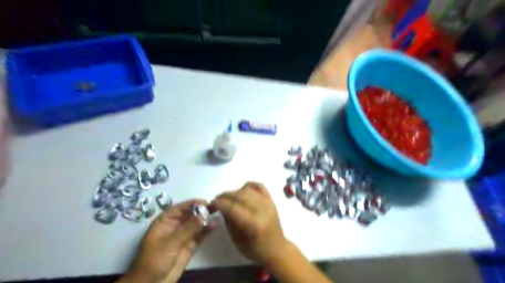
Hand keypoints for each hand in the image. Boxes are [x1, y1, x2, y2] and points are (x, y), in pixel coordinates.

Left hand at [123, 199, 218, 282]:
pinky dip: (206, 231)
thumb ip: (188, 228)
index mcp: (165, 221)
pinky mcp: (189, 246)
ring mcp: (183, 236)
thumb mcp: (170, 242)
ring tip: (216, 214)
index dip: (192, 203)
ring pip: (196, 224)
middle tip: (214, 207)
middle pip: (189, 214)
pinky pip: (199, 235)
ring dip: (205, 220)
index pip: (180, 208)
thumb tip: (203, 214)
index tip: (205, 202)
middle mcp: (175, 226)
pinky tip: (214, 226)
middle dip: (201, 210)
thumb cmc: (155, 259)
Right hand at [211, 183, 289, 266]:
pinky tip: (242, 191)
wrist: (277, 248)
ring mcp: (267, 202)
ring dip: (235, 191)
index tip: (211, 205)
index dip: (219, 204)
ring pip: (248, 189)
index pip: (233, 208)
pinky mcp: (271, 199)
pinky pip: (259, 185)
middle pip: (240, 195)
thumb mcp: (237, 241)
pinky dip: (248, 185)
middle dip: (225, 196)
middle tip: (216, 200)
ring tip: (229, 198)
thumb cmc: (255, 249)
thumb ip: (229, 222)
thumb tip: (221, 207)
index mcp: (254, 224)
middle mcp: (262, 210)